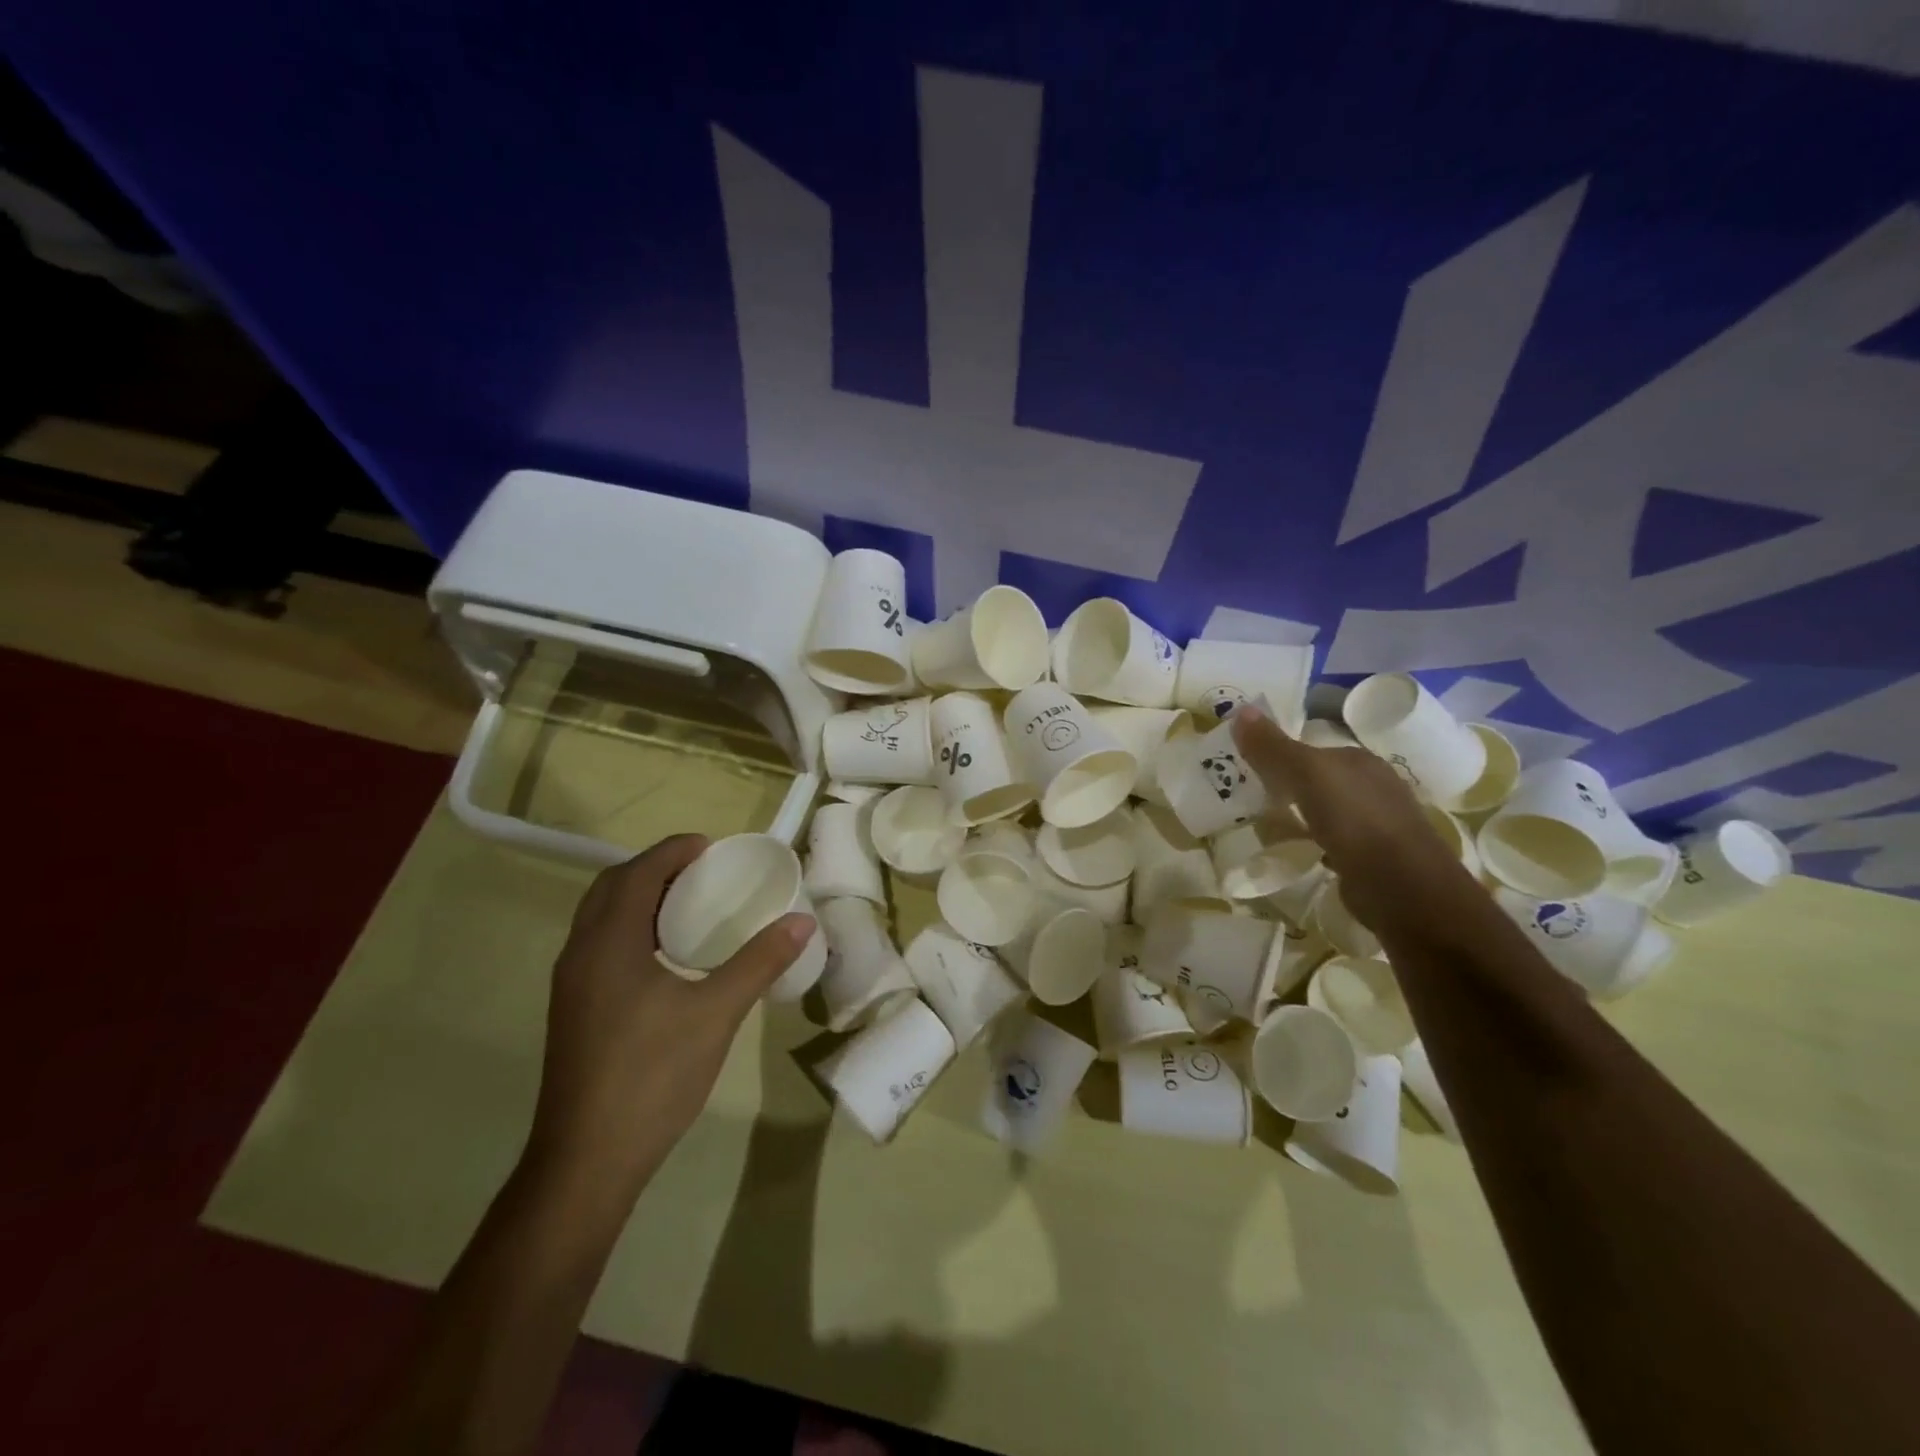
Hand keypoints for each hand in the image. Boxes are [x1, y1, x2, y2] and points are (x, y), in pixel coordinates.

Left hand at [524, 835, 814, 1195]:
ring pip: (601, 917)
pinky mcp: (573, 1010)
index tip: (711, 846)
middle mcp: (580, 953)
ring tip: (689, 904)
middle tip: (701, 870)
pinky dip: (631, 928)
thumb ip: (759, 962)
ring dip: (640, 897)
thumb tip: (802, 922)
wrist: (588, 1160)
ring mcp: (571, 984)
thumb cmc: (652, 1075)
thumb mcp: (717, 1013)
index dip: (673, 850)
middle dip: (654, 868)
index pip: (638, 873)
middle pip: (612, 887)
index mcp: (609, 943)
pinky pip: (600, 944)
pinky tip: (666, 956)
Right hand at [1230, 704, 1464, 930]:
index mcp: (1361, 760)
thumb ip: (1273, 747)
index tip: (1249, 769)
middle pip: (1321, 780)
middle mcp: (1375, 786)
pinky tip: (1302, 851)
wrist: (1401, 886)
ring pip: (1328, 811)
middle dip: (1291, 786)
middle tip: (1253, 797)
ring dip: (1303, 815)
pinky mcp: (1375, 858)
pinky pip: (1336, 842)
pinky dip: (1317, 843)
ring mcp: (1378, 823)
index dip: (1281, 755)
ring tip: (1269, 825)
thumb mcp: (1305, 774)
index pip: (1314, 749)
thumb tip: (1240, 711)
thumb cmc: (1354, 819)